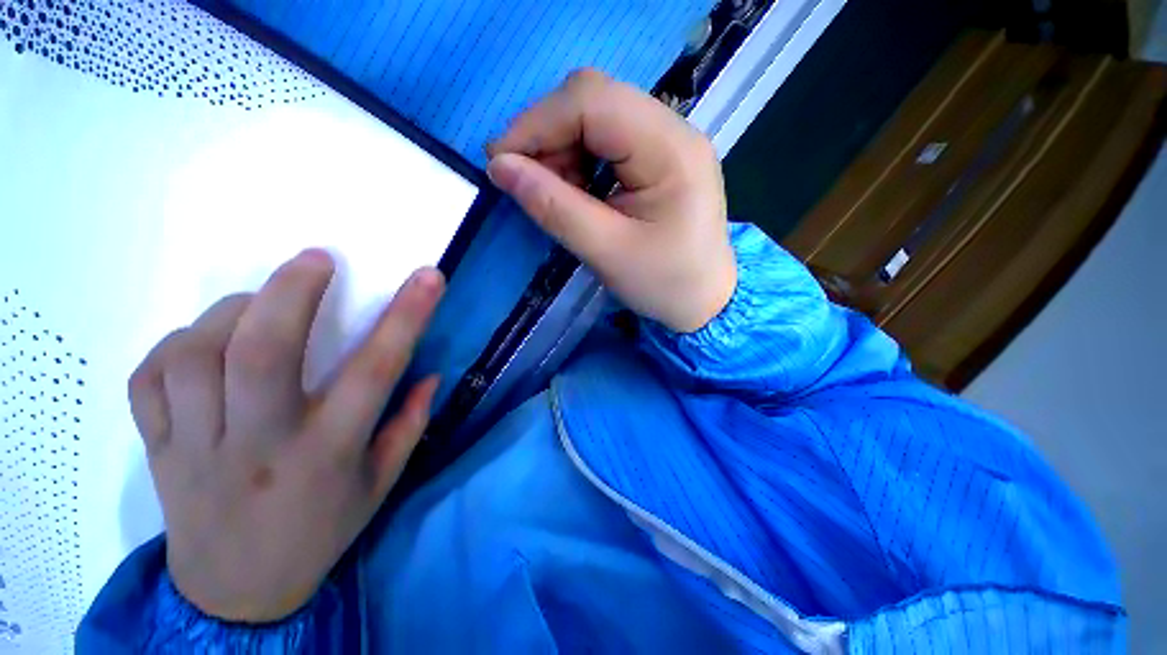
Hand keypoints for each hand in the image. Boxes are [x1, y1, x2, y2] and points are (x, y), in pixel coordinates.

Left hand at [128, 250, 444, 622]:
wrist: (236, 593)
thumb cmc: (320, 532)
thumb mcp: (381, 485)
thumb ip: (409, 425)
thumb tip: (428, 373)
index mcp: (327, 454)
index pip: (374, 371)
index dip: (406, 316)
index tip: (427, 277)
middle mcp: (260, 445)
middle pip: (261, 352)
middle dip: (291, 290)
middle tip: (317, 258)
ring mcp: (197, 447)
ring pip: (195, 356)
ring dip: (231, 312)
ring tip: (258, 303)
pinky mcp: (156, 449)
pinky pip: (149, 379)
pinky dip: (175, 345)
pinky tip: (204, 345)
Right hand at [487, 68, 735, 333]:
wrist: (704, 301)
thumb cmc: (664, 284)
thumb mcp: (606, 252)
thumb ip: (554, 207)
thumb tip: (500, 168)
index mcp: (671, 151)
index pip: (592, 101)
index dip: (537, 124)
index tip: (500, 163)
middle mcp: (674, 130)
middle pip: (594, 99)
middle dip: (548, 135)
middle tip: (524, 180)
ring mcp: (668, 141)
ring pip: (596, 116)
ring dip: (561, 148)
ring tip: (552, 192)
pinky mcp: (659, 157)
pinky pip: (607, 139)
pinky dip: (578, 159)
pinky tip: (575, 190)